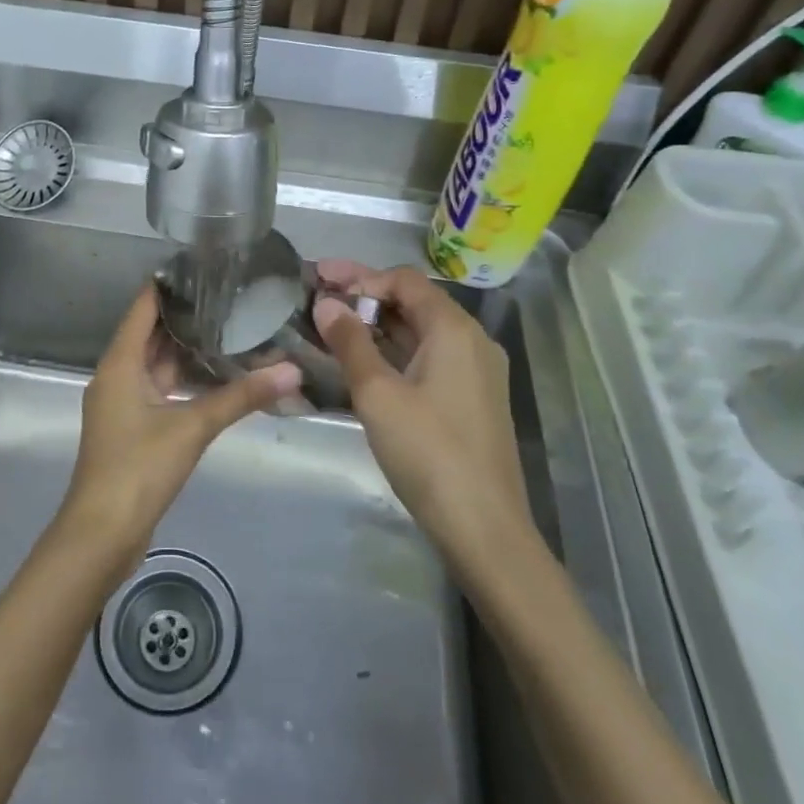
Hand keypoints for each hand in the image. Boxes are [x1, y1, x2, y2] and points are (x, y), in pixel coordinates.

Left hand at [61, 283, 299, 560]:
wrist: (101, 534)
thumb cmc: (138, 468)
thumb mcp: (192, 426)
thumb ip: (241, 396)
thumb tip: (291, 370)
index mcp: (120, 363)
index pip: (143, 307)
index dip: (170, 285)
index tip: (204, 267)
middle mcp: (116, 375)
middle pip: (149, 333)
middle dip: (185, 315)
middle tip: (228, 295)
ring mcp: (121, 403)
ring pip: (155, 363)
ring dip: (185, 349)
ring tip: (228, 328)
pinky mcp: (131, 427)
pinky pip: (158, 388)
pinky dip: (181, 378)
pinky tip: (213, 376)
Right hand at [313, 261, 533, 573]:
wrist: (484, 528)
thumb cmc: (428, 451)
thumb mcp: (377, 393)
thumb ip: (349, 342)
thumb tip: (326, 303)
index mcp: (454, 329)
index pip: (403, 281)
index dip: (359, 275)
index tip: (319, 279)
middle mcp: (471, 341)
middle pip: (413, 302)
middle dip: (365, 296)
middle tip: (318, 297)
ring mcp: (475, 372)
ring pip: (420, 332)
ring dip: (377, 325)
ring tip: (331, 325)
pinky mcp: (470, 399)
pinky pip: (427, 358)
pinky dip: (393, 351)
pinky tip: (362, 360)